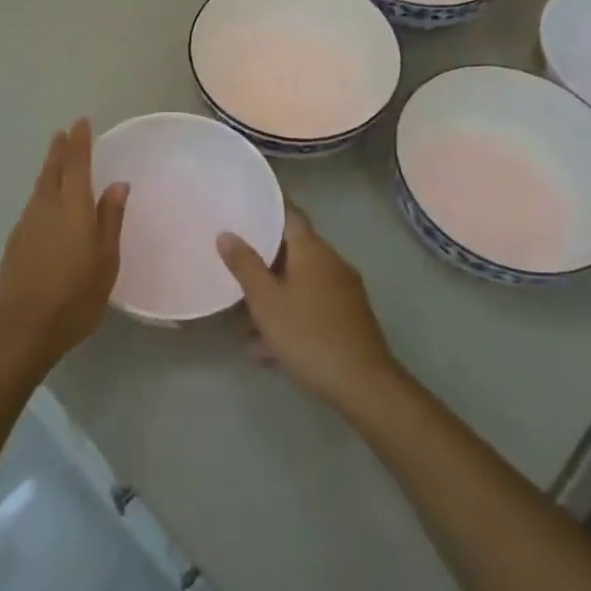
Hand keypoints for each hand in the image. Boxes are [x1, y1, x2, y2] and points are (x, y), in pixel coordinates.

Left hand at [0, 119, 128, 368]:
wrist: (20, 328)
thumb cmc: (73, 296)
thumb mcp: (105, 261)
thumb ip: (109, 220)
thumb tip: (117, 185)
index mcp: (72, 206)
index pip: (76, 163)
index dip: (79, 141)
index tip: (80, 122)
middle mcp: (46, 206)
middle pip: (52, 169)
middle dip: (60, 150)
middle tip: (64, 133)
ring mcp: (26, 223)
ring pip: (40, 186)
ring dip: (49, 168)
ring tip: (57, 159)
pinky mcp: (15, 241)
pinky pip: (33, 204)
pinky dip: (43, 191)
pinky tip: (47, 201)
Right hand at [218, 205, 401, 412]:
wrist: (363, 384)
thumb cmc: (308, 335)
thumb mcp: (266, 301)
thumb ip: (245, 265)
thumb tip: (226, 234)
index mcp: (312, 250)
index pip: (289, 214)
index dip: (267, 207)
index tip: (243, 205)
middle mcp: (331, 262)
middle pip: (293, 249)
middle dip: (263, 258)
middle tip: (233, 262)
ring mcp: (343, 290)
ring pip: (300, 281)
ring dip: (274, 294)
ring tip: (244, 319)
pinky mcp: (348, 316)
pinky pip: (311, 303)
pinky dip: (290, 314)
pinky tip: (268, 347)